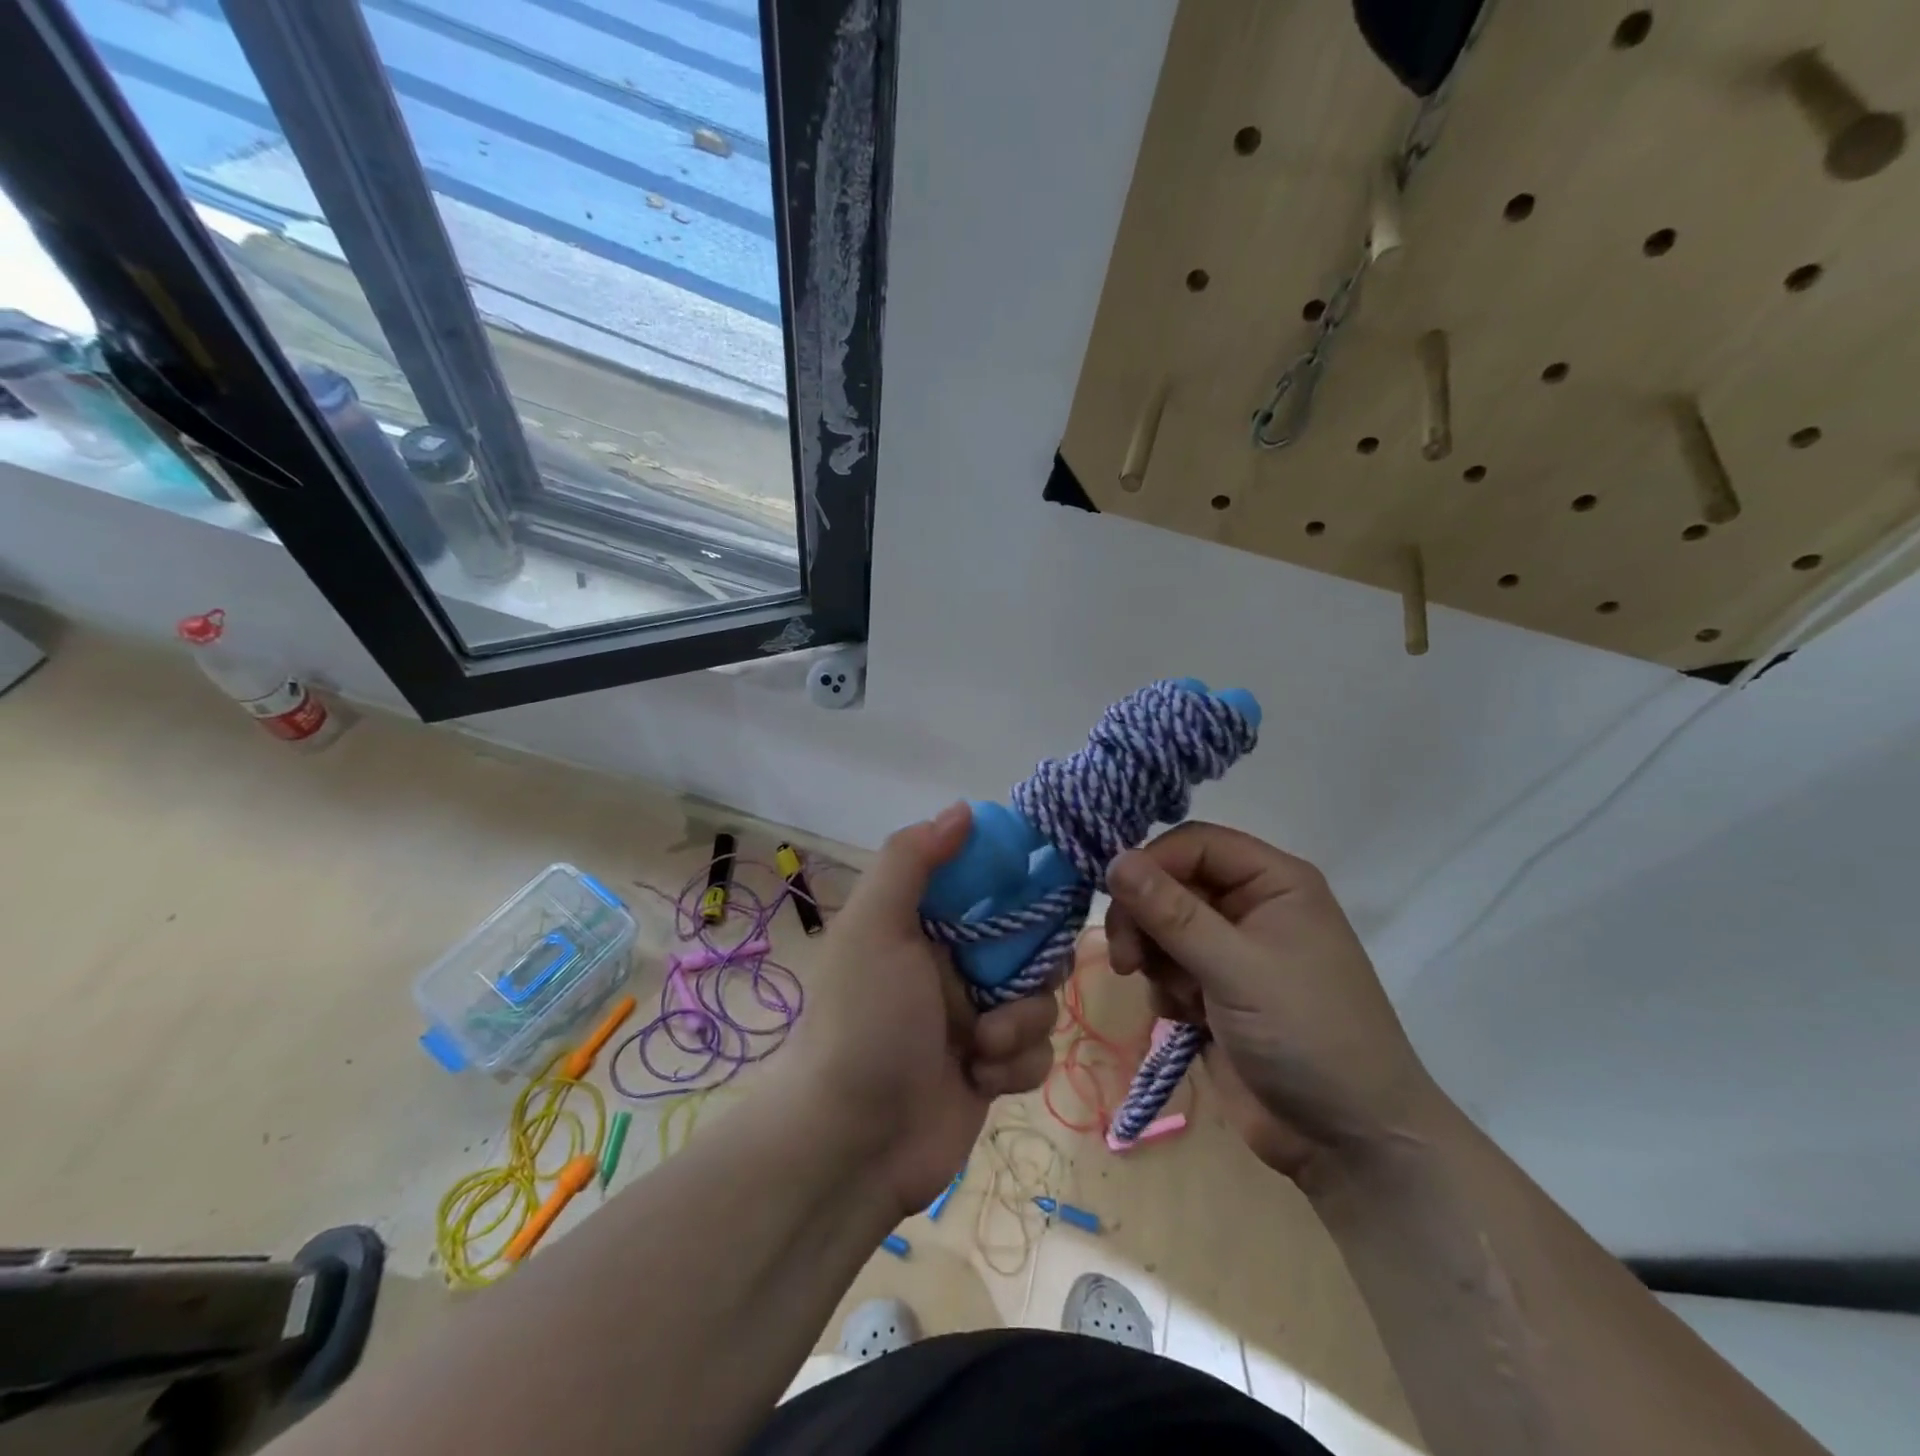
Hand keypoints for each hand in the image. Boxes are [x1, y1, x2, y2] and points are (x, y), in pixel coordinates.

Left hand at [780, 804, 1057, 1217]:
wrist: (852, 1142)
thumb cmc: (865, 1021)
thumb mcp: (876, 926)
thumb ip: (911, 860)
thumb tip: (962, 809)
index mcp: (923, 924)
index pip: (987, 883)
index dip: (1019, 883)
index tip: (1046, 889)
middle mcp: (951, 964)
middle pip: (1028, 941)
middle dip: (1030, 965)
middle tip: (1010, 982)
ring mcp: (974, 1018)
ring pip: (1039, 997)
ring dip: (1020, 1022)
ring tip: (982, 1046)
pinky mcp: (992, 1068)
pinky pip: (1036, 1050)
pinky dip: (1016, 1065)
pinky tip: (981, 1081)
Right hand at [1104, 824, 1441, 1186]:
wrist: (1348, 1142)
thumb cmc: (1307, 1035)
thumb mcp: (1236, 968)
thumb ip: (1171, 912)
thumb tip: (1115, 859)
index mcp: (1274, 882)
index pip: (1195, 843)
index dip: (1152, 863)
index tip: (1115, 896)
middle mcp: (1251, 906)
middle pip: (1170, 884)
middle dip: (1144, 919)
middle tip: (1127, 958)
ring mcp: (1232, 951)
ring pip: (1161, 927)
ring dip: (1154, 959)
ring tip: (1176, 999)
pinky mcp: (1215, 991)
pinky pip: (1166, 968)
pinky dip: (1166, 990)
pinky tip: (1187, 1020)